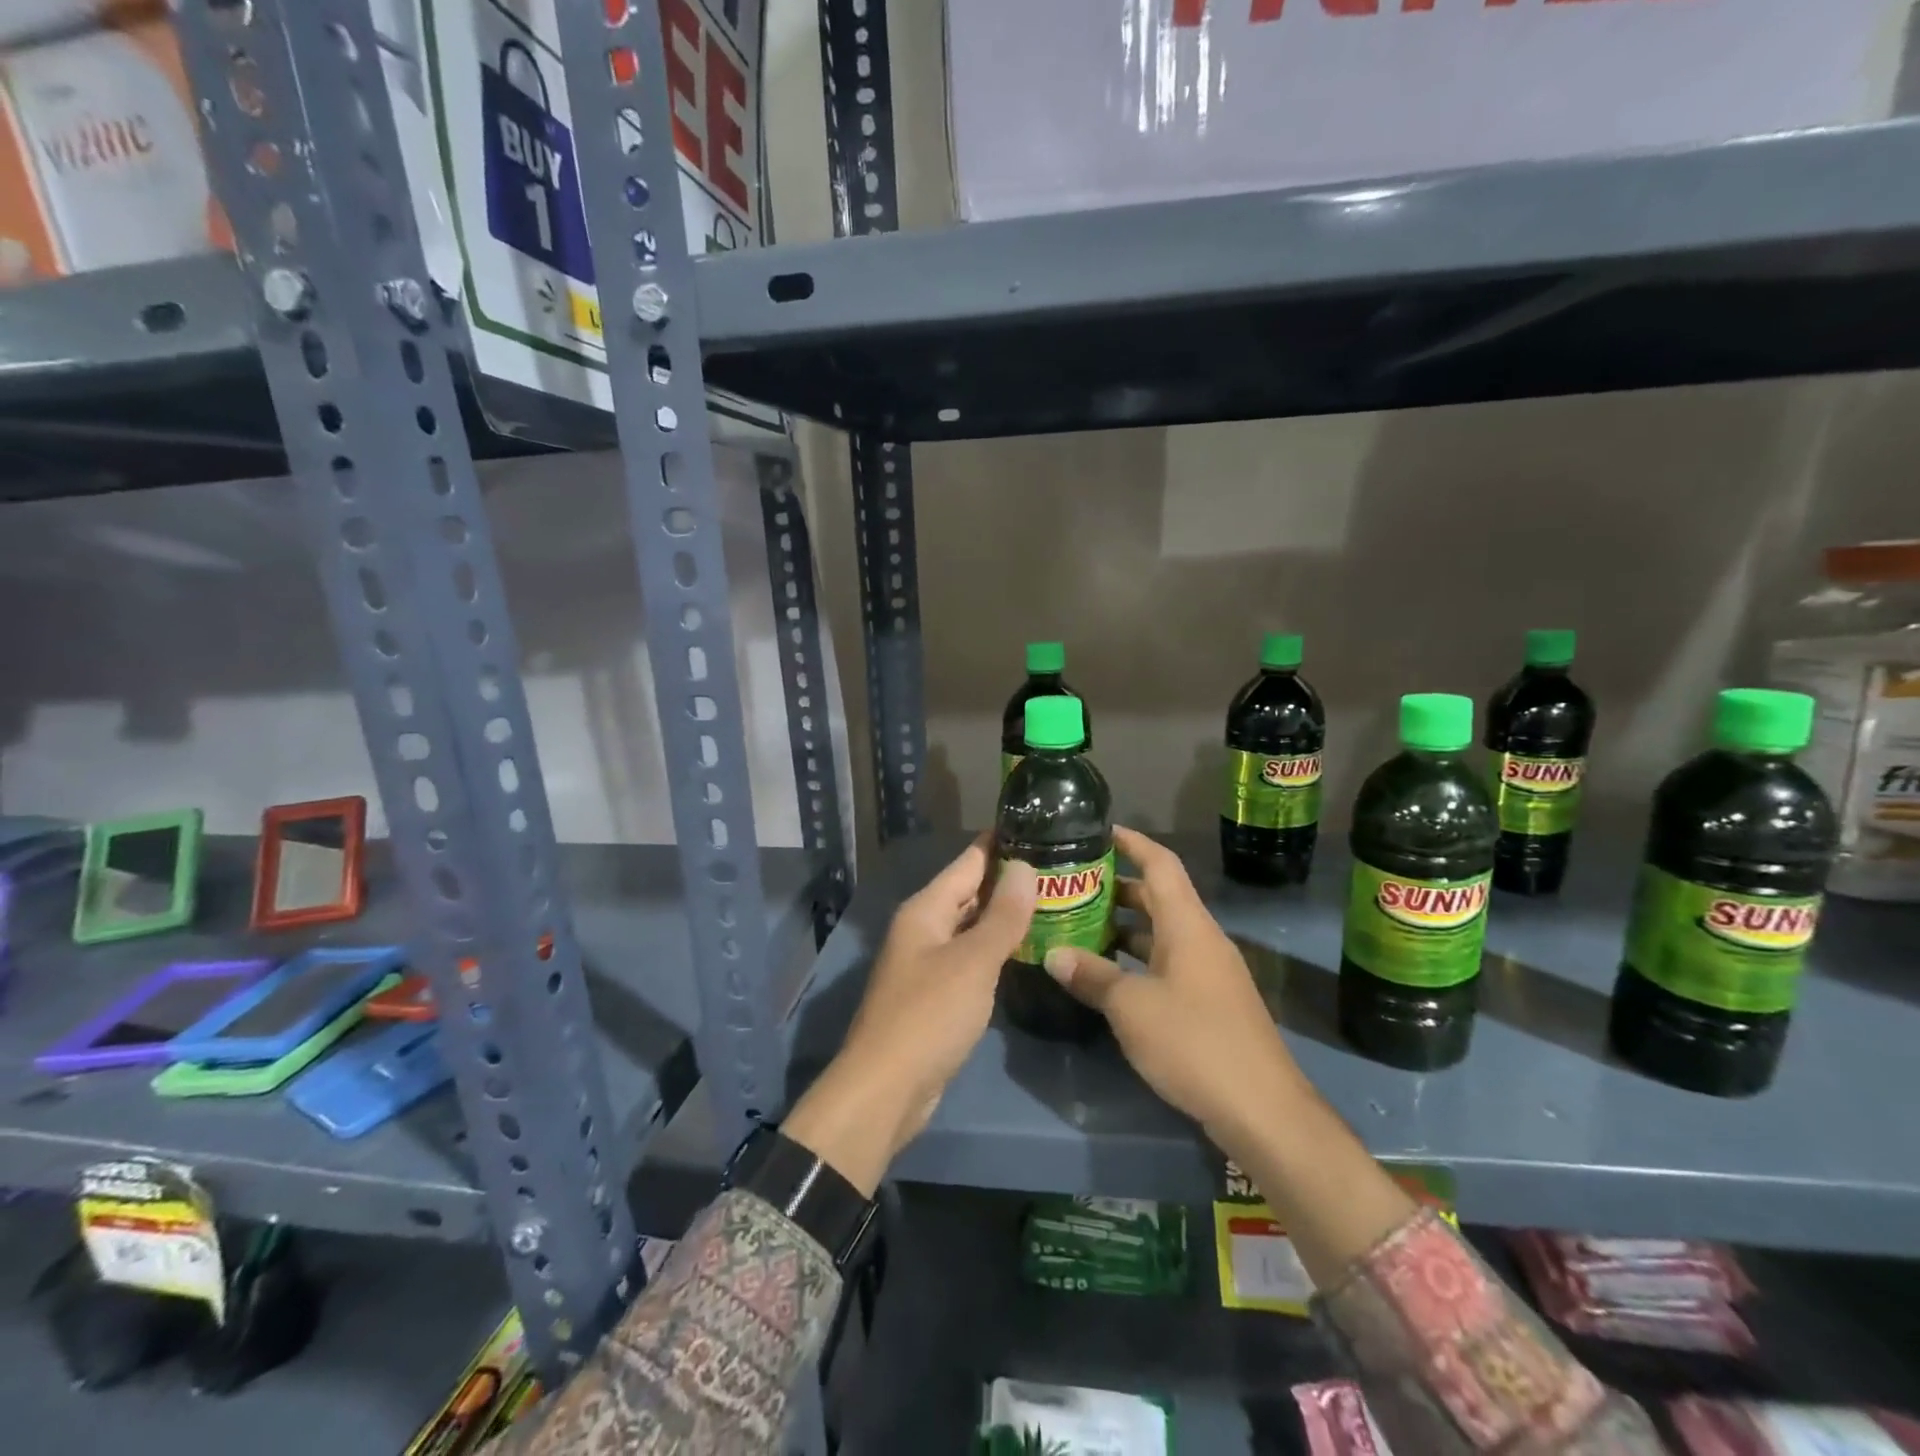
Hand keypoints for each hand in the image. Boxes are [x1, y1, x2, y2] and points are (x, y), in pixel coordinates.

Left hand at [785, 839, 1036, 1194]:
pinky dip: (996, 949)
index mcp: (926, 910)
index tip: (1041, 827)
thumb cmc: (929, 1016)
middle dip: (1009, 880)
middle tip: (1060, 868)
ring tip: (1053, 901)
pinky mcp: (936, 994)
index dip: (1001, 844)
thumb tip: (1025, 867)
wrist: (886, 1090)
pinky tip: (1027, 949)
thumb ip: (1002, 916)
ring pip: (972, 926)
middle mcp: (924, 928)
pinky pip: (971, 958)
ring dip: (1005, 916)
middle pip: (969, 892)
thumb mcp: (973, 962)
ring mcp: (928, 962)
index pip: (969, 862)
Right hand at [1041, 827, 1304, 1158]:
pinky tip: (1108, 974)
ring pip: (1161, 931)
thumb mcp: (1132, 1007)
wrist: (1262, 1109)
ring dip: (1124, 925)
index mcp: (1187, 925)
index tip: (1098, 830)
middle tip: (1073, 883)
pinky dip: (1136, 958)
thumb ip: (1092, 975)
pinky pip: (1167, 962)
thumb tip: (1053, 954)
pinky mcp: (1209, 1002)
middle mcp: (1200, 939)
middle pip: (1158, 896)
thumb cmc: (1194, 1042)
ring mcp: (1208, 971)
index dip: (1131, 842)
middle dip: (1117, 885)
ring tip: (1079, 924)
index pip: (1160, 863)